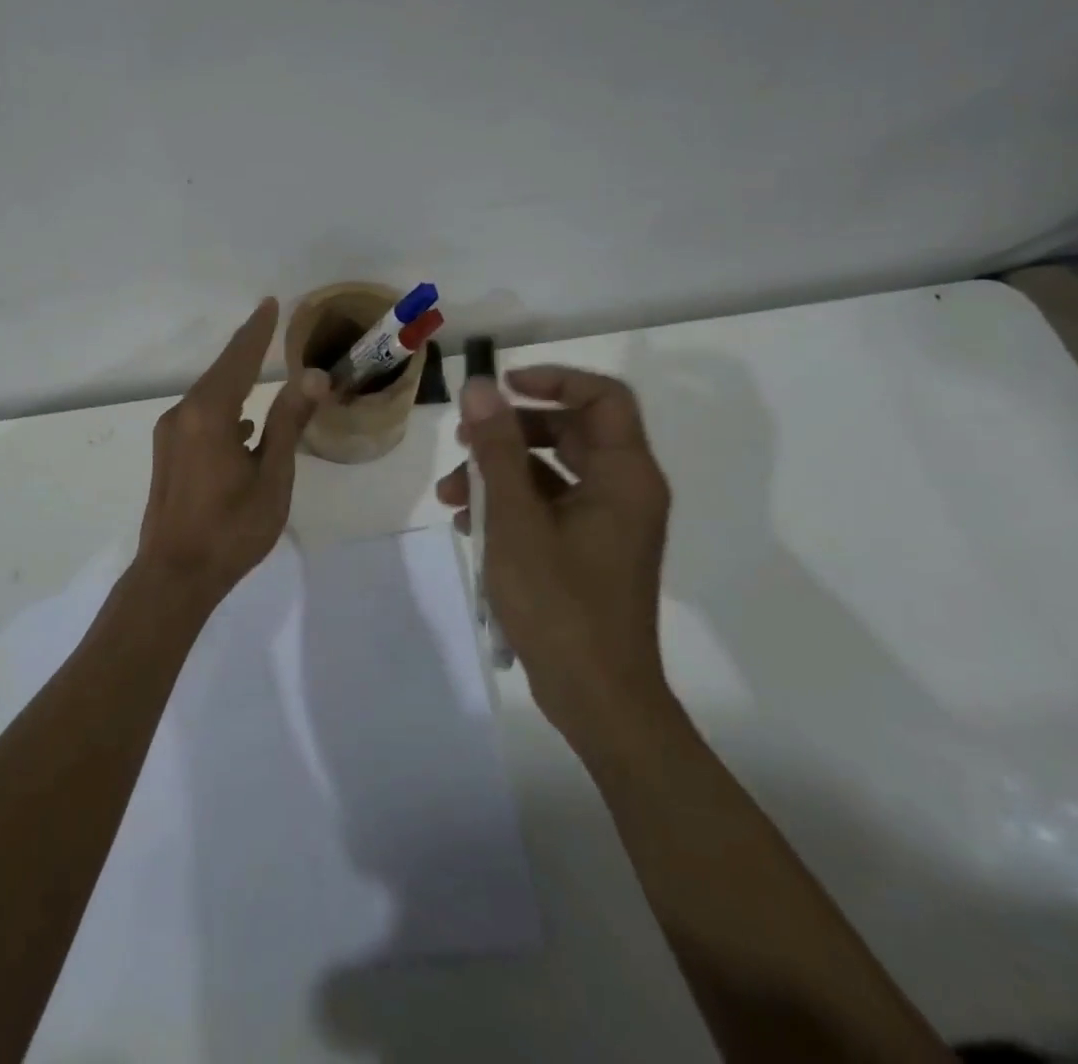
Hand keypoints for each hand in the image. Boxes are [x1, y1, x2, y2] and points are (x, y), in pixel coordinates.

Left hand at [134, 298, 329, 605]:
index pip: (238, 359)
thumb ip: (288, 423)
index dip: (257, 331)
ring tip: (261, 371)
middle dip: (246, 350)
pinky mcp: (167, 454)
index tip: (270, 304)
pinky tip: (243, 426)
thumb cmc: (231, 529)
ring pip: (208, 396)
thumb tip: (312, 376)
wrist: (174, 576)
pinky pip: (200, 417)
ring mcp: (171, 435)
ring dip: (235, 382)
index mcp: (209, 415)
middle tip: (269, 326)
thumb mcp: (272, 477)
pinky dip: (224, 409)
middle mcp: (183, 415)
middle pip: (220, 373)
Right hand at [436, 366, 673, 753]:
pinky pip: (550, 506)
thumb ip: (498, 449)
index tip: (502, 387)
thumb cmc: (559, 603)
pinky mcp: (590, 551)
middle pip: (570, 432)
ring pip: (553, 472)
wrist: (596, 698)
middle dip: (510, 433)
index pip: (603, 397)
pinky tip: (470, 525)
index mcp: (625, 476)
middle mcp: (625, 491)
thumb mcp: (516, 519)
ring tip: (451, 496)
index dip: (554, 380)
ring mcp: (608, 524)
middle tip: (464, 441)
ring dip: (501, 473)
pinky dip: (512, 506)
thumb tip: (480, 387)